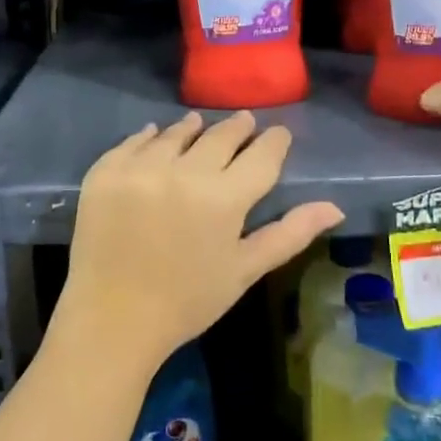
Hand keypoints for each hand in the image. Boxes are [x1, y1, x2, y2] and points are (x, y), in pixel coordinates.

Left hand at [57, 112, 343, 376]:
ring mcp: (140, 168)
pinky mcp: (106, 171)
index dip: (274, 141)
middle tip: (245, 121)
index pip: (261, 155)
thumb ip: (290, 233)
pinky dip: (148, 138)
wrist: (111, 320)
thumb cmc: (187, 301)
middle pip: (219, 136)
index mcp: (224, 198)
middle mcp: (184, 172)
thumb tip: (335, 207)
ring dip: (192, 128)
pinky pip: (133, 142)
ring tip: (198, 124)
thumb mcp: (244, 270)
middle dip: (237, 128)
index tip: (279, 133)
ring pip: (175, 134)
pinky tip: (154, 136)